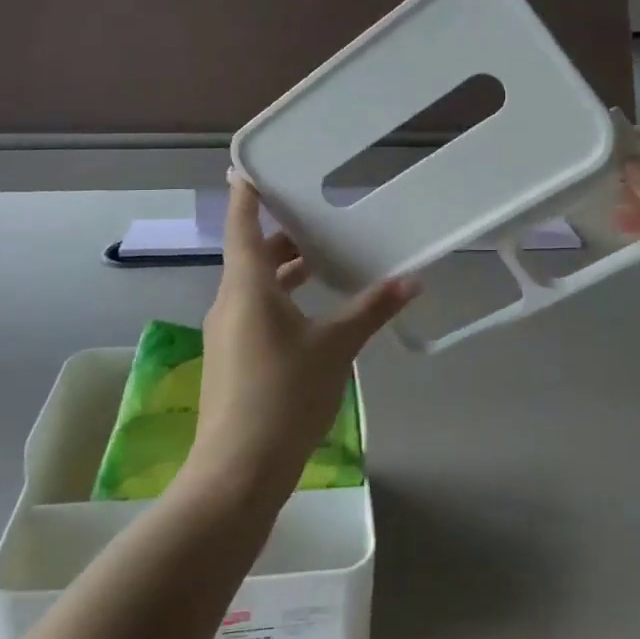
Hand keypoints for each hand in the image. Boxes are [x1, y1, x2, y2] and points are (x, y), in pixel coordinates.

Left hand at [189, 178, 418, 495]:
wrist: (237, 473)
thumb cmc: (284, 395)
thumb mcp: (335, 347)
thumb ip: (371, 310)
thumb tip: (412, 281)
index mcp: (247, 286)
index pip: (243, 224)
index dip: (246, 193)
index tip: (249, 165)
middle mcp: (230, 301)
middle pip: (252, 254)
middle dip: (283, 236)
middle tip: (317, 216)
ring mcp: (227, 333)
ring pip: (254, 285)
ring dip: (284, 271)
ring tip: (323, 261)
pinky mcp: (231, 360)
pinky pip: (255, 311)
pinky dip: (280, 299)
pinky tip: (312, 314)